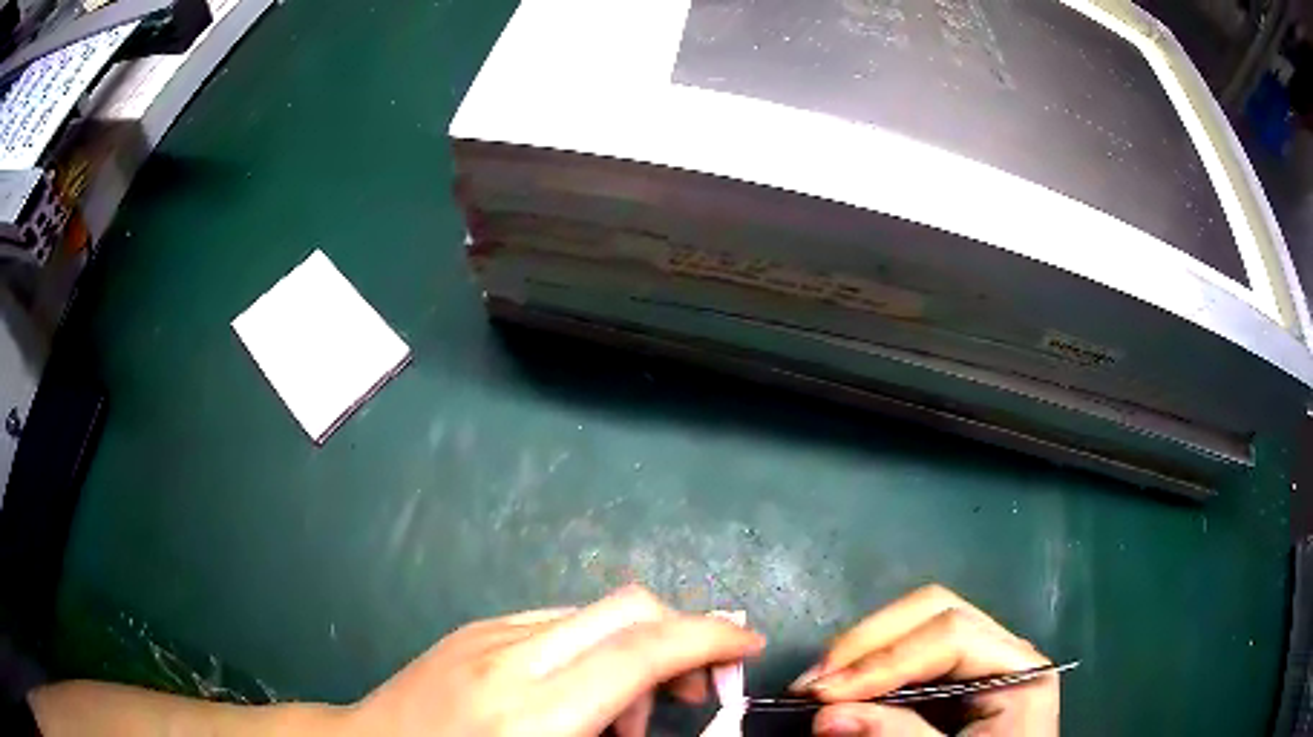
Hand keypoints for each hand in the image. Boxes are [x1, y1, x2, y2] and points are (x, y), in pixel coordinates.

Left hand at [341, 585, 764, 736]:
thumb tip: (667, 712)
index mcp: (531, 710)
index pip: (639, 651)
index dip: (708, 639)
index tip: (748, 645)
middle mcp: (511, 656)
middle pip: (625, 610)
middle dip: (680, 638)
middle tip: (692, 694)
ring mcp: (488, 635)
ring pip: (595, 617)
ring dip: (631, 657)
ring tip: (620, 719)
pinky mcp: (474, 630)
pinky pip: (556, 626)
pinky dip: (591, 655)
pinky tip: (575, 699)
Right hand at [791, 585, 1057, 735]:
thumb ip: (898, 736)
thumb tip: (825, 714)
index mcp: (1020, 669)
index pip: (951, 634)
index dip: (883, 658)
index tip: (823, 694)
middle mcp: (1002, 650)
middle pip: (934, 612)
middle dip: (867, 643)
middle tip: (813, 683)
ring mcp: (978, 661)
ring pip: (917, 623)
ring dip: (861, 651)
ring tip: (817, 685)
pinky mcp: (954, 679)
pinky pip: (909, 652)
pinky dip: (870, 665)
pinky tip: (843, 686)